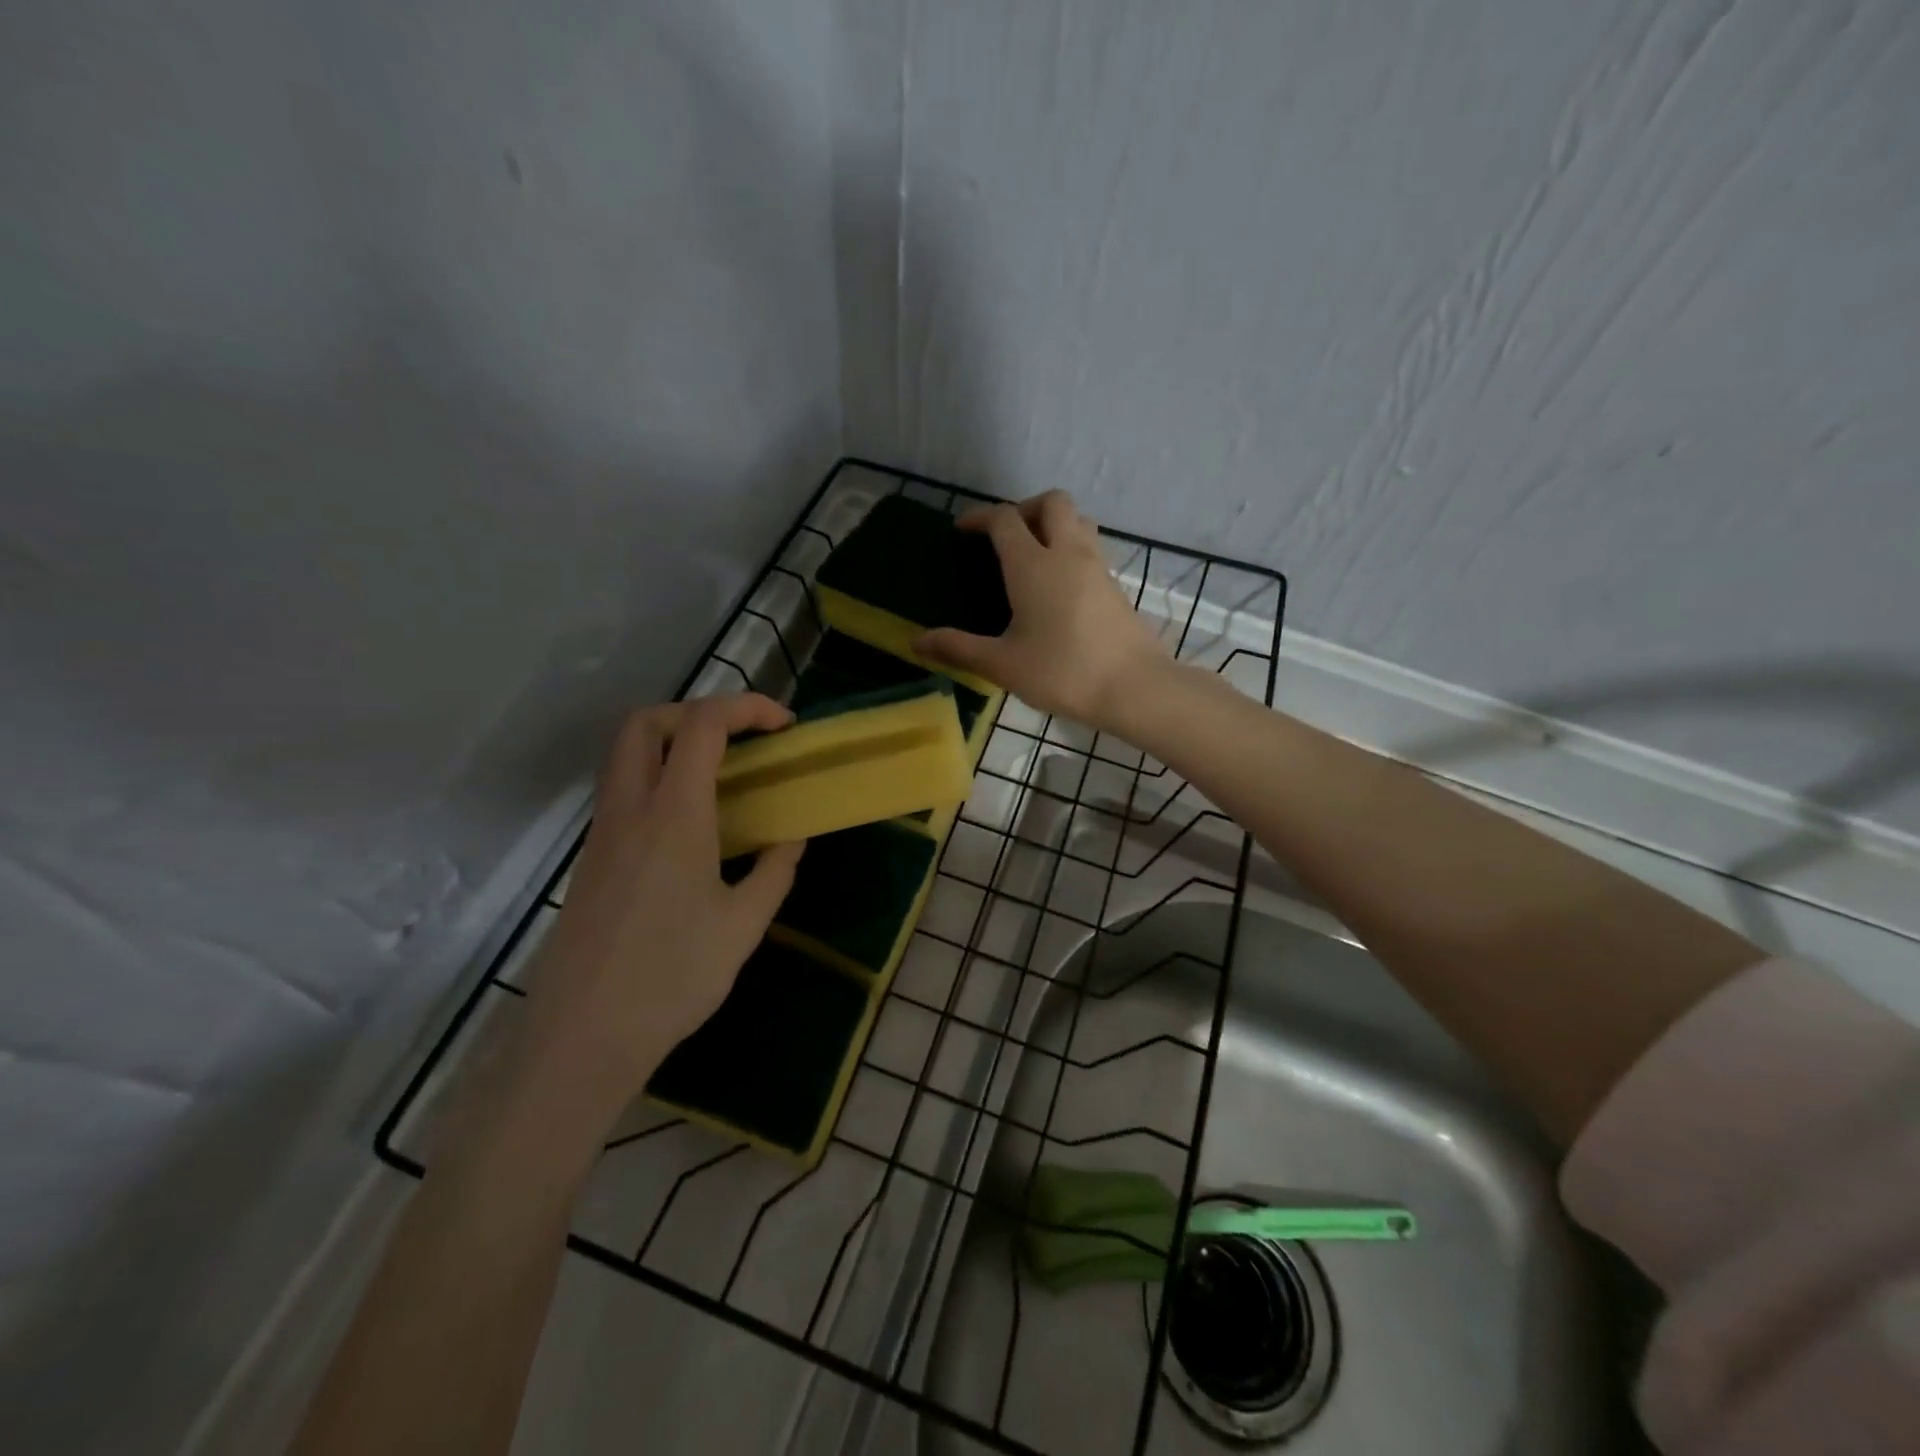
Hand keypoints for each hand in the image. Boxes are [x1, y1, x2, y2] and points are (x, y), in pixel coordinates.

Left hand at [518, 694, 804, 1132]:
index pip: (703, 725)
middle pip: (647, 722)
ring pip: (627, 755)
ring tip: (723, 777)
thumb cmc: (673, 977)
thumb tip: (791, 838)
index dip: (747, 708)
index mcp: (674, 815)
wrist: (584, 1036)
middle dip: (698, 711)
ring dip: (674, 743)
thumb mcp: (744, 925)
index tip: (784, 727)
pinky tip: (693, 825)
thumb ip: (774, 871)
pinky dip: (660, 778)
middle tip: (741, 739)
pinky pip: (624, 791)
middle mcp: (630, 809)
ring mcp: (602, 833)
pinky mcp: (592, 858)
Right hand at [915, 491, 1169, 731]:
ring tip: (1034, 554)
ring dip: (1054, 523)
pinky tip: (1060, 586)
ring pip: (1078, 520)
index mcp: (1033, 565)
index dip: (980, 517)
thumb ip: (959, 649)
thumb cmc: (1063, 672)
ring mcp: (1097, 566)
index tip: (962, 531)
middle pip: (1051, 502)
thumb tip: (917, 643)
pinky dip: (1071, 549)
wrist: (1134, 688)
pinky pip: (1091, 548)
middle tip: (1005, 536)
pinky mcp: (1115, 586)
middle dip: (1024, 508)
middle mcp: (1067, 553)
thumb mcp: (1002, 664)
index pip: (1004, 519)